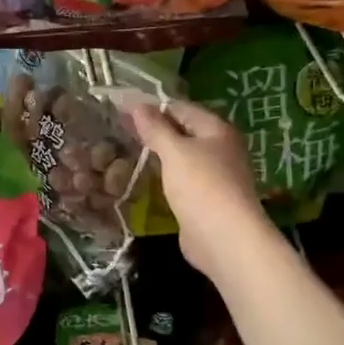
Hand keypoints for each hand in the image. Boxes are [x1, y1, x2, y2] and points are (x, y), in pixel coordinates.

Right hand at [128, 100, 273, 283]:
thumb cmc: (201, 186)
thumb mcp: (175, 151)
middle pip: (182, 132)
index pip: (181, 108)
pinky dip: (164, 175)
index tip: (122, 110)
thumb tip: (137, 105)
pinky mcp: (205, 199)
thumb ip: (155, 128)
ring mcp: (214, 175)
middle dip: (153, 131)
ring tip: (125, 151)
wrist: (225, 239)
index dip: (152, 107)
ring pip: (181, 157)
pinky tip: (143, 177)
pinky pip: (180, 179)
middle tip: (119, 130)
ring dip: (157, 154)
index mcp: (217, 130)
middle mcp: (219, 149)